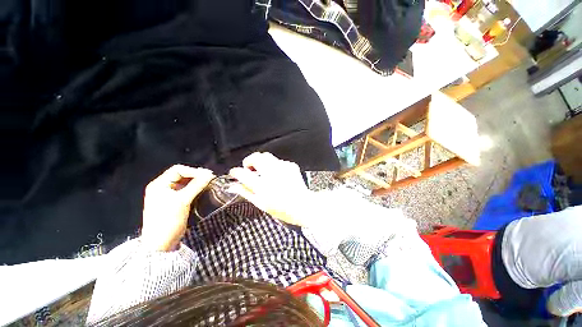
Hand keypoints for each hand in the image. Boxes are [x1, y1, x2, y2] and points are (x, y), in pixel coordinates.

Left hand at [141, 165, 214, 250]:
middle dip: (196, 176)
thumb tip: (209, 174)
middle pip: (182, 175)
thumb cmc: (168, 220)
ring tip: (208, 184)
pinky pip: (187, 191)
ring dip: (197, 182)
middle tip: (210, 179)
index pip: (178, 170)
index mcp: (159, 184)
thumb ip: (196, 185)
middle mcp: (163, 187)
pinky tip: (203, 190)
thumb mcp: (182, 201)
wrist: (161, 244)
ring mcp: (169, 195)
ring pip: (185, 183)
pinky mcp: (175, 202)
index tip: (207, 175)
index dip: (193, 171)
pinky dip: (195, 189)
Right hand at [229, 152, 312, 225]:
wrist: (302, 205)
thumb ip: (246, 192)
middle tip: (249, 169)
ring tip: (262, 171)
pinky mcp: (290, 165)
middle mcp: (271, 173)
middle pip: (254, 157)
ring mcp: (282, 167)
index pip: (242, 173)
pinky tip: (276, 174)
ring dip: (260, 161)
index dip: (235, 172)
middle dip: (248, 161)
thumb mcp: (260, 203)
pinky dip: (274, 165)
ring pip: (266, 156)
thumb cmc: (281, 208)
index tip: (234, 173)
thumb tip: (233, 187)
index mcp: (261, 185)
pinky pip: (278, 160)